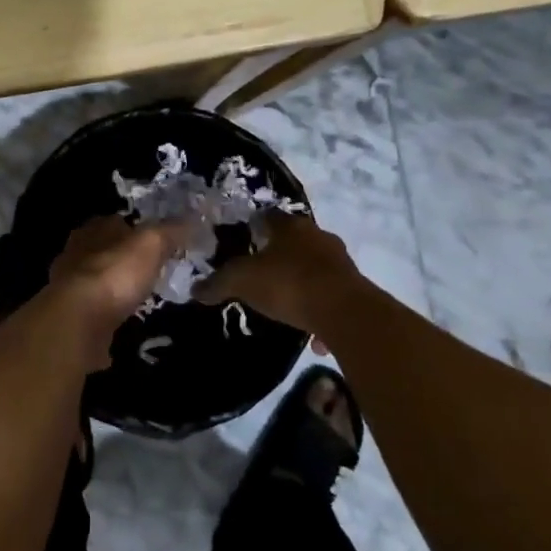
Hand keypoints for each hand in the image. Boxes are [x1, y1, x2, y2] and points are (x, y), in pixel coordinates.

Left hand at [43, 216, 183, 370]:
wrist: (78, 322)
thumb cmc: (115, 274)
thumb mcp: (151, 244)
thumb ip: (171, 230)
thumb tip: (193, 219)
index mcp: (93, 229)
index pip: (116, 221)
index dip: (137, 229)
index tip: (157, 242)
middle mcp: (76, 253)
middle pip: (104, 250)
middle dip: (123, 259)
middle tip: (150, 270)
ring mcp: (68, 287)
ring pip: (96, 280)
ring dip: (113, 287)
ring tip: (138, 297)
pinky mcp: (70, 317)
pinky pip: (92, 311)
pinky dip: (105, 315)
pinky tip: (121, 323)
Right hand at [195, 214, 360, 348]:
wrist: (346, 313)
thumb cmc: (289, 284)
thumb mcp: (242, 282)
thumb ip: (218, 283)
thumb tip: (195, 290)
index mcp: (290, 226)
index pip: (268, 216)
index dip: (254, 226)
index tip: (243, 240)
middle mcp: (318, 236)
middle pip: (295, 241)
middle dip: (279, 254)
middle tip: (261, 273)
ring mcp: (340, 262)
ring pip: (315, 268)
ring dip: (301, 282)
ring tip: (285, 304)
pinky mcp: (356, 289)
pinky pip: (330, 296)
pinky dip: (319, 310)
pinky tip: (311, 333)